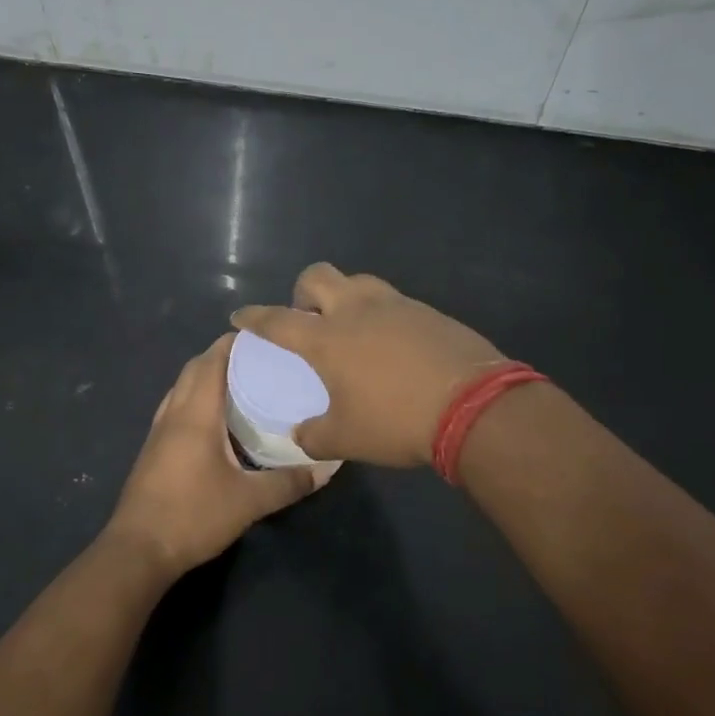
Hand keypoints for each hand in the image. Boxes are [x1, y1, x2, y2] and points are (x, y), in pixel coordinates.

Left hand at [106, 333, 323, 576]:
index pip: (212, 361)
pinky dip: (196, 400)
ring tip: (242, 384)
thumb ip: (289, 483)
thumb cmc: (193, 516)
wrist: (138, 550)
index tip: (264, 338)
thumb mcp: (249, 502)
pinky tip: (216, 421)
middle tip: (260, 360)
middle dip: (223, 357)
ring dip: (206, 377)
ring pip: (182, 388)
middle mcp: (174, 413)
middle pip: (195, 369)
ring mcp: (159, 431)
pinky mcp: (153, 450)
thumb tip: (327, 468)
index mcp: (195, 414)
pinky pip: (176, 408)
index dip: (234, 343)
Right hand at [231, 263, 505, 467]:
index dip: (254, 317)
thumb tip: (301, 435)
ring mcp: (397, 305)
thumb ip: (315, 435)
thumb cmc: (397, 421)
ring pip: (359, 282)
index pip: (278, 320)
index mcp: (327, 339)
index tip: (240, 316)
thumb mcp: (347, 439)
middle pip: (318, 276)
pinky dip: (382, 315)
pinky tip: (392, 345)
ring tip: (351, 329)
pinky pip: (394, 302)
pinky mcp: (429, 311)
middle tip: (307, 318)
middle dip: (303, 291)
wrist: (474, 406)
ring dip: (345, 297)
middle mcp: (357, 310)